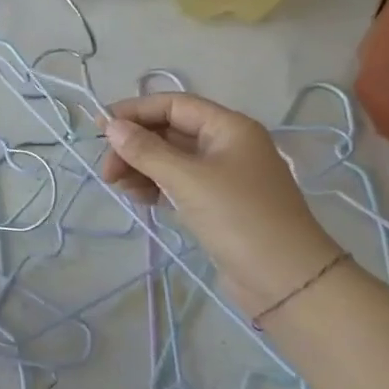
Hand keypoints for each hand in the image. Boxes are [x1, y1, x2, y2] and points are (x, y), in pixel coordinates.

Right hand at [101, 93, 341, 317]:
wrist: (288, 283)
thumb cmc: (240, 218)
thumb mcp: (188, 180)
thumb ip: (146, 150)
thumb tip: (111, 125)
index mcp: (229, 128)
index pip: (174, 105)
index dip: (135, 111)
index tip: (100, 128)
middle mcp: (226, 145)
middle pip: (169, 132)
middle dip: (135, 145)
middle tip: (107, 170)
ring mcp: (222, 176)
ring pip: (170, 160)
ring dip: (141, 168)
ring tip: (119, 187)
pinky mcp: (217, 205)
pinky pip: (177, 184)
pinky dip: (155, 187)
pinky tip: (138, 198)